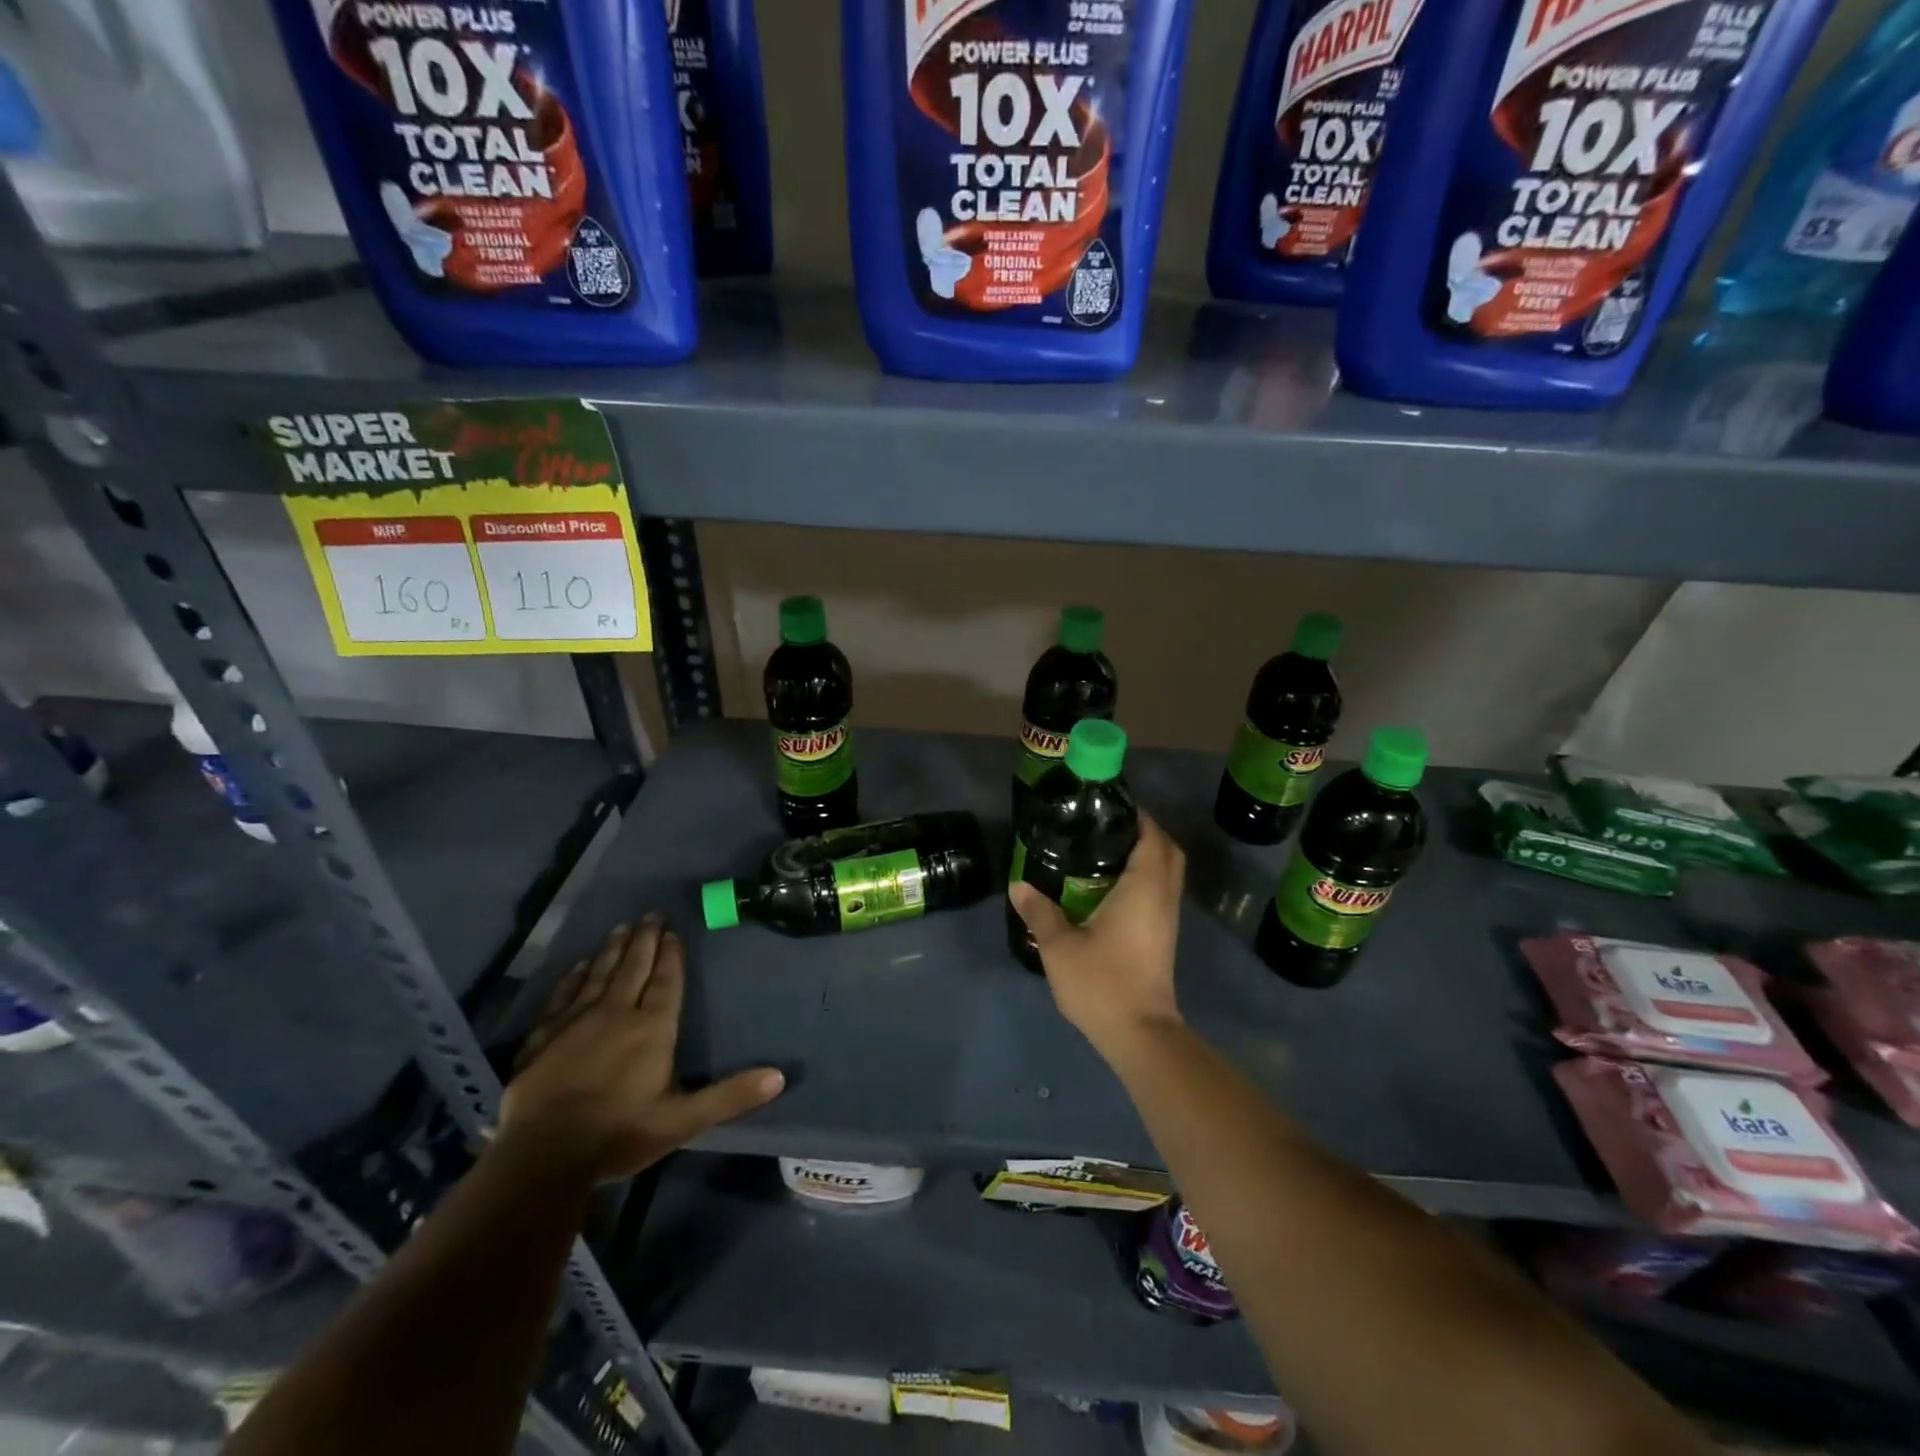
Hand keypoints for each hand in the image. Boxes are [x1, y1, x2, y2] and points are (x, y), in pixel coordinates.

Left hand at [499, 915, 783, 1180]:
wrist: (541, 1157)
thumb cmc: (618, 1135)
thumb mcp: (683, 1121)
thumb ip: (729, 1096)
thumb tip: (779, 1076)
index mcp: (651, 1029)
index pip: (666, 982)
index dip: (671, 956)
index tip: (673, 931)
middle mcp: (616, 1014)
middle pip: (634, 968)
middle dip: (644, 940)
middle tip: (651, 914)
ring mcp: (575, 1022)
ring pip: (599, 975)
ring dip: (612, 950)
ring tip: (621, 927)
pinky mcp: (543, 1036)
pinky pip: (562, 996)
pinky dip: (573, 978)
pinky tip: (579, 966)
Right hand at [1008, 811, 1184, 1060]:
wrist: (1139, 1034)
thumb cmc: (1102, 982)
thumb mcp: (1060, 946)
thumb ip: (1039, 911)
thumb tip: (1017, 884)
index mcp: (1144, 888)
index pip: (1151, 836)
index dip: (1137, 815)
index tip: (1110, 804)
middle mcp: (1163, 897)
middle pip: (1167, 850)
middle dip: (1144, 832)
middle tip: (1107, 825)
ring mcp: (1167, 918)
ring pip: (1167, 872)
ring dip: (1146, 855)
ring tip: (1105, 849)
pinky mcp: (1164, 936)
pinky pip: (1160, 891)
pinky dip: (1144, 877)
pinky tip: (1110, 886)